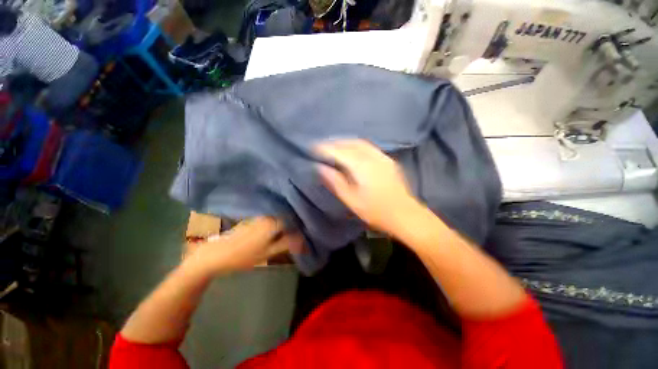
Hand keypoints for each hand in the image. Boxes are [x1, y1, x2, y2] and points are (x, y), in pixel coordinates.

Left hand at [184, 217, 303, 274]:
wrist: (214, 255)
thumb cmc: (242, 256)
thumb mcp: (268, 253)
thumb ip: (286, 244)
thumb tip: (302, 239)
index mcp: (272, 222)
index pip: (293, 220)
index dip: (299, 227)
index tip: (302, 235)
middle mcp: (267, 215)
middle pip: (286, 218)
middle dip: (292, 226)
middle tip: (296, 236)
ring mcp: (258, 216)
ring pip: (278, 218)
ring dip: (284, 225)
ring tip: (287, 235)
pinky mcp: (252, 219)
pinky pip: (269, 220)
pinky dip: (275, 225)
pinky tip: (274, 234)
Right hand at [315, 139, 421, 236]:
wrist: (405, 215)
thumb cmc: (376, 211)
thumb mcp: (351, 200)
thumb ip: (335, 182)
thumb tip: (320, 168)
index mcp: (361, 166)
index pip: (339, 152)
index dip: (325, 148)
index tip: (313, 148)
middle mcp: (372, 157)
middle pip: (350, 143)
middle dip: (334, 143)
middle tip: (322, 146)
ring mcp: (382, 157)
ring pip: (360, 143)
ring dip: (345, 142)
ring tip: (334, 146)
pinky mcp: (387, 160)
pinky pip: (368, 147)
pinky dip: (356, 145)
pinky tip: (352, 151)